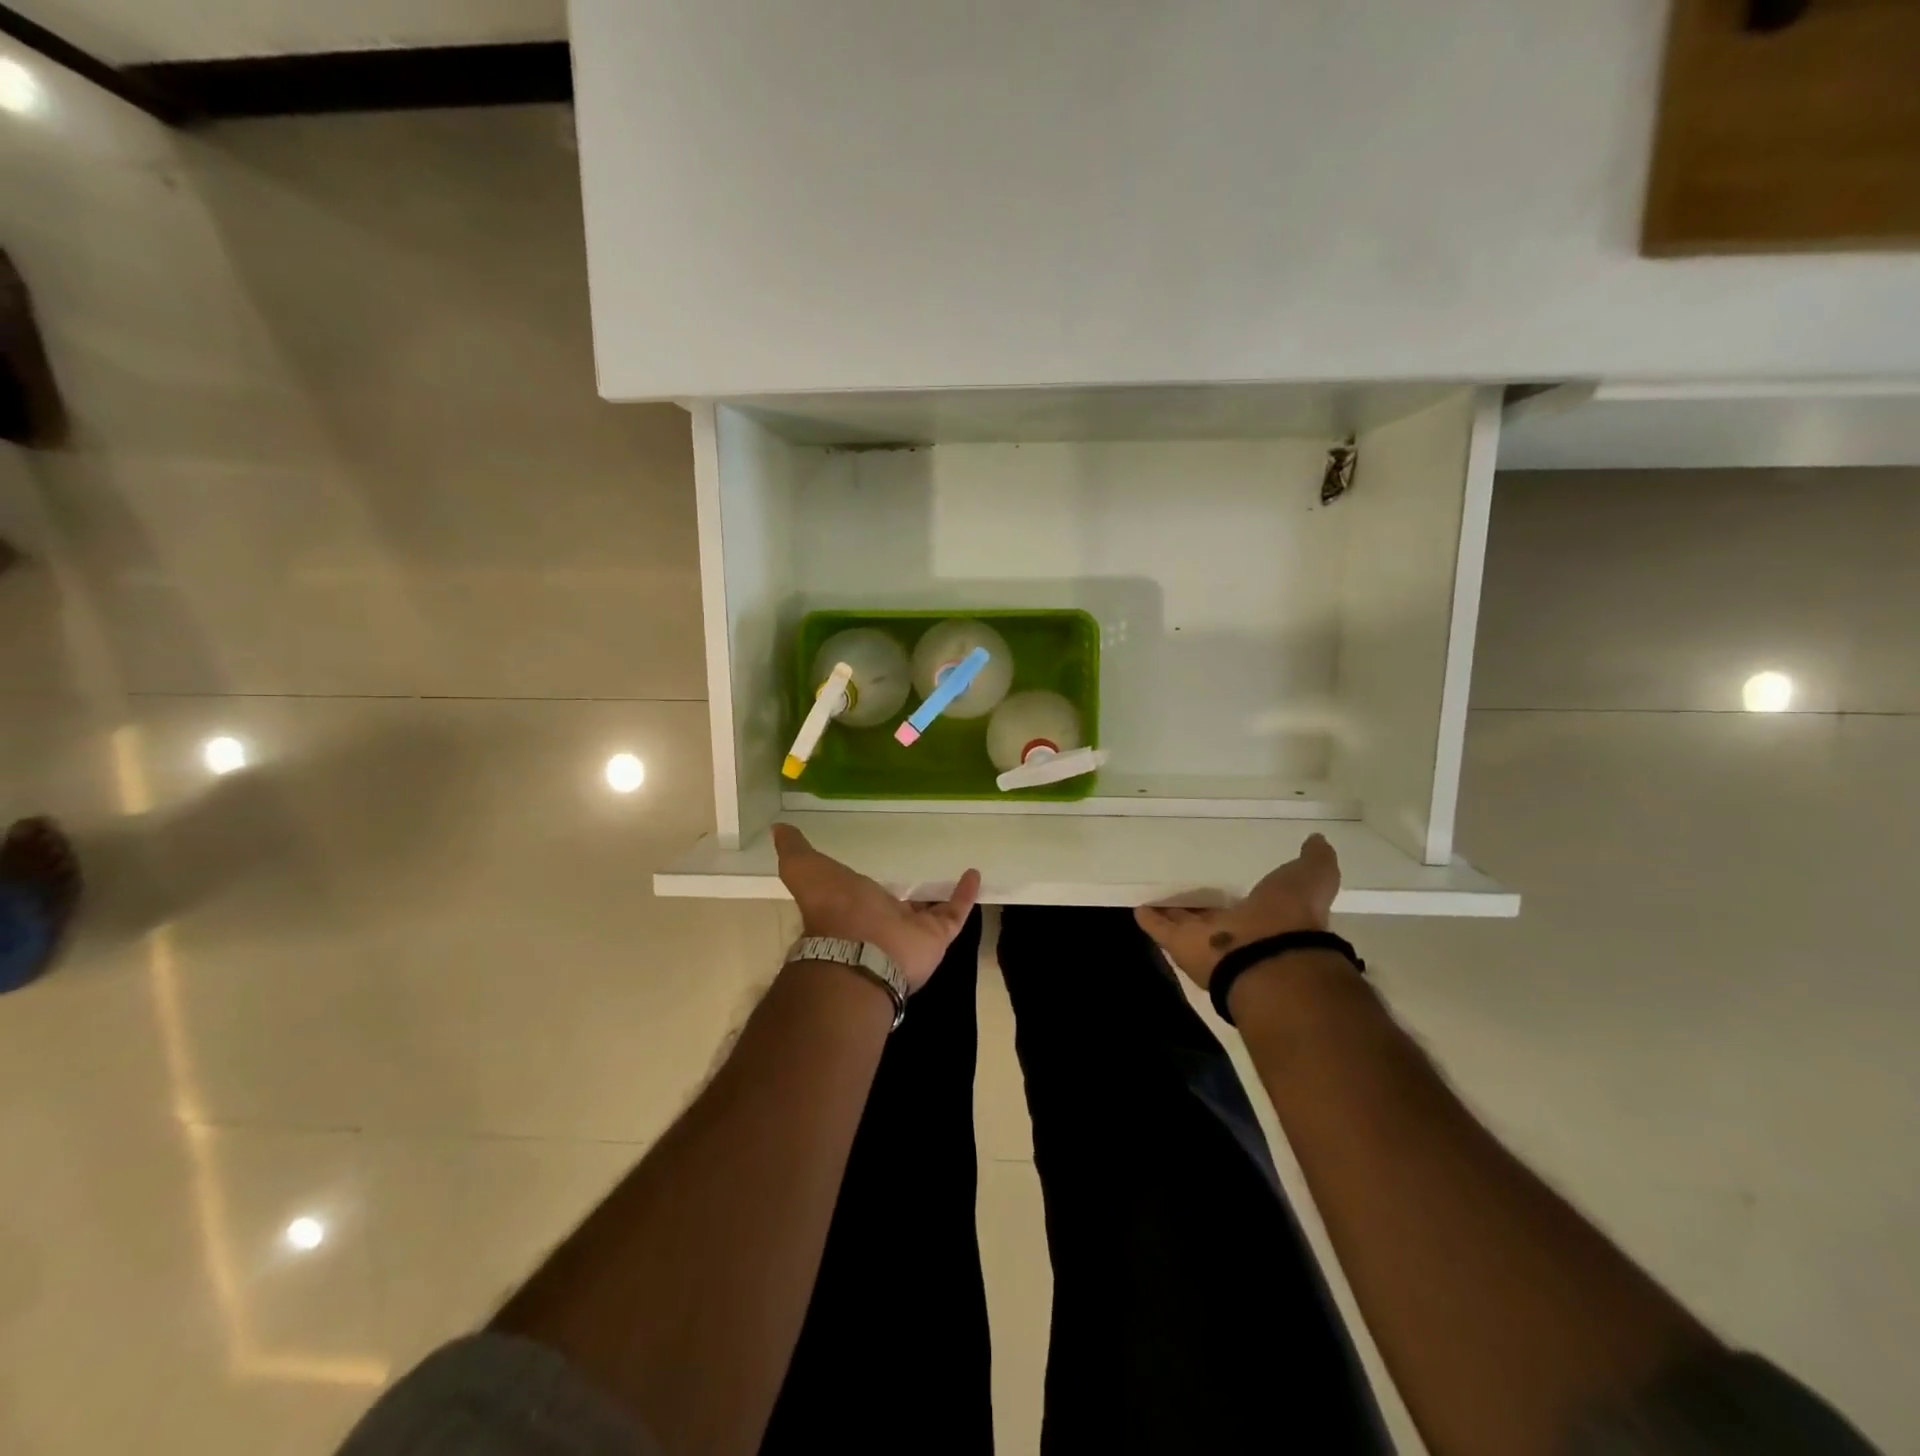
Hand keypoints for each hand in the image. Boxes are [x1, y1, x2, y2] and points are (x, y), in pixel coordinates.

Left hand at [773, 823, 981, 990]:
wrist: (859, 950)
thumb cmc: (832, 907)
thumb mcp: (804, 869)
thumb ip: (794, 850)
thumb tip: (778, 830)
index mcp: (851, 906)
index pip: (861, 894)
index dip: (866, 885)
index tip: (876, 867)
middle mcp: (881, 921)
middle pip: (897, 906)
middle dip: (906, 895)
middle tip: (921, 872)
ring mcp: (910, 931)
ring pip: (929, 911)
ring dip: (940, 895)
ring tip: (955, 873)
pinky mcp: (936, 936)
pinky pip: (955, 913)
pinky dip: (965, 896)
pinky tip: (974, 874)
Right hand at [1134, 832, 1339, 988]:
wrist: (1268, 957)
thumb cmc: (1291, 915)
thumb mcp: (1312, 876)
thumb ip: (1315, 859)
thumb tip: (1318, 839)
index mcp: (1267, 916)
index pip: (1248, 900)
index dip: (1238, 892)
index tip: (1225, 875)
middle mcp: (1236, 931)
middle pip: (1213, 913)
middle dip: (1201, 902)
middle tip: (1184, 882)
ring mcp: (1207, 940)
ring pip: (1185, 921)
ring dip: (1172, 910)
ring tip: (1155, 891)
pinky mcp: (1179, 945)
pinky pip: (1160, 928)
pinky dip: (1149, 918)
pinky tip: (1137, 906)